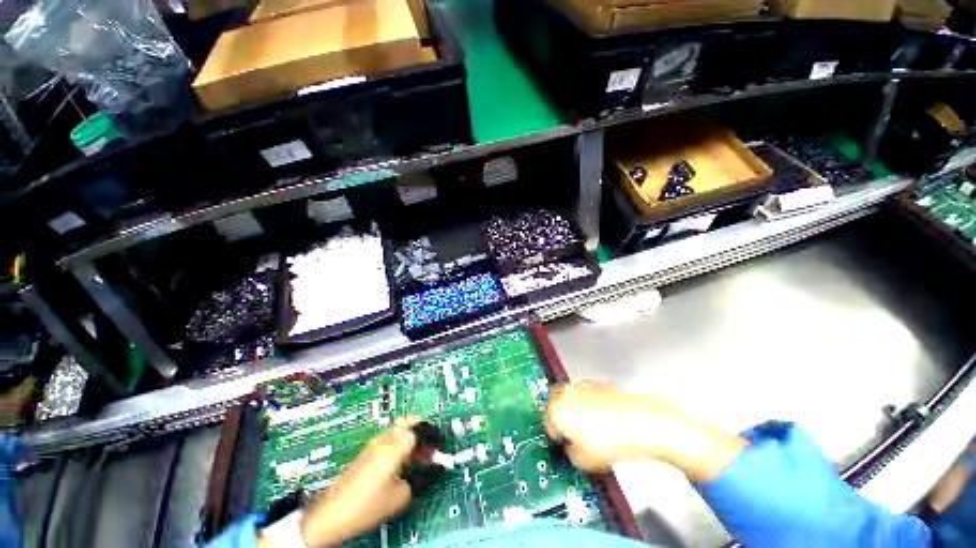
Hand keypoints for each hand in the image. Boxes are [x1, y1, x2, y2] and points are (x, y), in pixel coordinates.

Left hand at [295, 417, 420, 546]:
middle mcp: (385, 439)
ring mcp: (374, 444)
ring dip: (412, 437)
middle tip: (431, 445)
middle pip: (409, 421)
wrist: (332, 514)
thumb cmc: (367, 505)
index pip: (420, 430)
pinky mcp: (367, 451)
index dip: (432, 440)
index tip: (439, 452)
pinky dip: (401, 443)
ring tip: (419, 455)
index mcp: (395, 446)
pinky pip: (390, 438)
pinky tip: (404, 461)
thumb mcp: (401, 496)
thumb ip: (418, 477)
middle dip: (423, 430)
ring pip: (399, 429)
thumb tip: (427, 469)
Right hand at [545, 381, 746, 482]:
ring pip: (572, 398)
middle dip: (563, 418)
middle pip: (556, 406)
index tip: (564, 443)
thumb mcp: (584, 461)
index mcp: (557, 410)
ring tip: (593, 428)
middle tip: (574, 434)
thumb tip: (573, 448)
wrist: (641, 424)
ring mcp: (583, 386)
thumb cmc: (612, 441)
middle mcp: (566, 394)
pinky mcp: (598, 384)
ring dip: (576, 409)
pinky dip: (591, 403)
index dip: (557, 437)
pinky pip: (588, 394)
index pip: (548, 424)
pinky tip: (605, 418)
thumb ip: (570, 454)